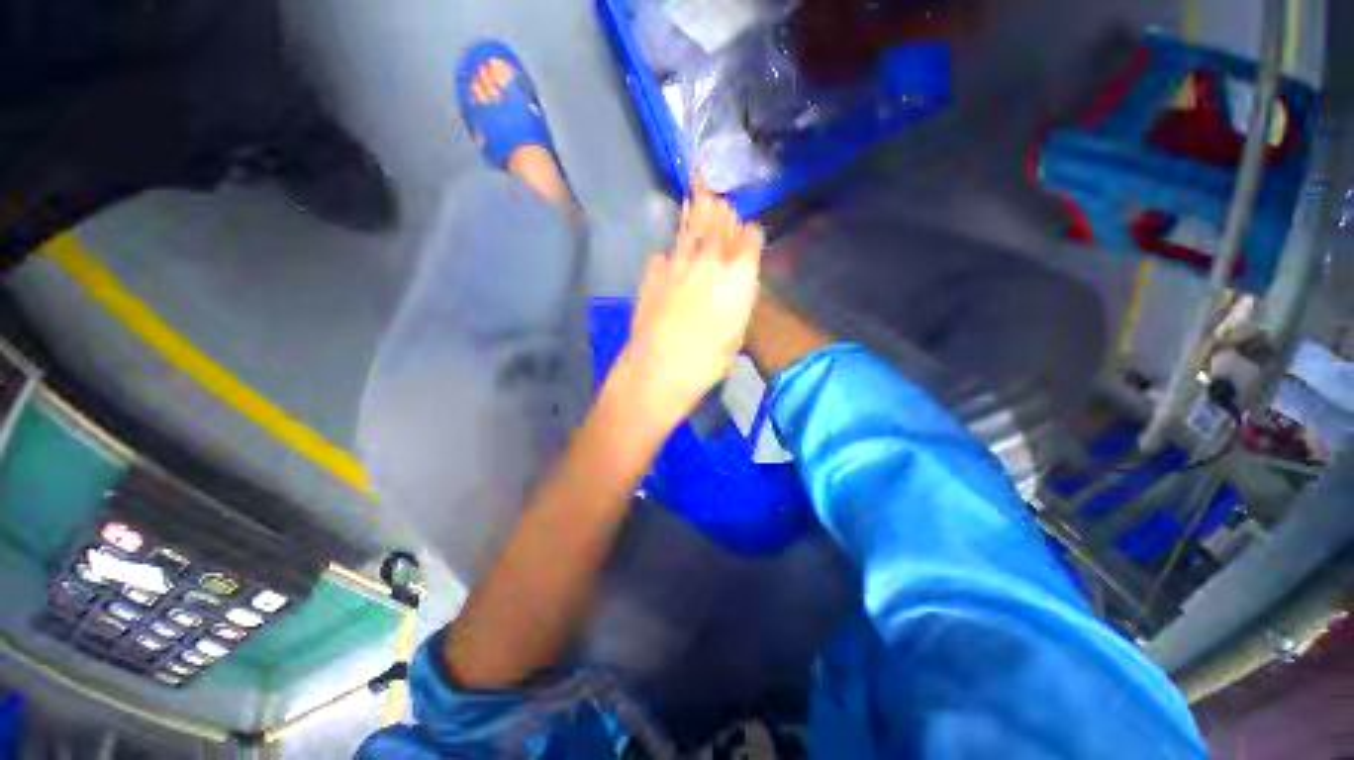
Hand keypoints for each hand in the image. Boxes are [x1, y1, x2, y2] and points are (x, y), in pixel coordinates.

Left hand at [610, 185, 763, 433]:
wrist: (659, 368)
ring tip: (700, 194)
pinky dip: (670, 253)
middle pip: (720, 225)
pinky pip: (665, 254)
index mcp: (739, 276)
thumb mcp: (736, 336)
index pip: (751, 239)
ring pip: (691, 229)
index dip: (750, 236)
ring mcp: (678, 263)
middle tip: (721, 200)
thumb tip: (736, 284)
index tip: (748, 237)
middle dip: (723, 214)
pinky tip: (670, 255)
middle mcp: (710, 261)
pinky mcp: (653, 271)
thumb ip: (738, 302)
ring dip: (698, 213)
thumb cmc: (707, 362)